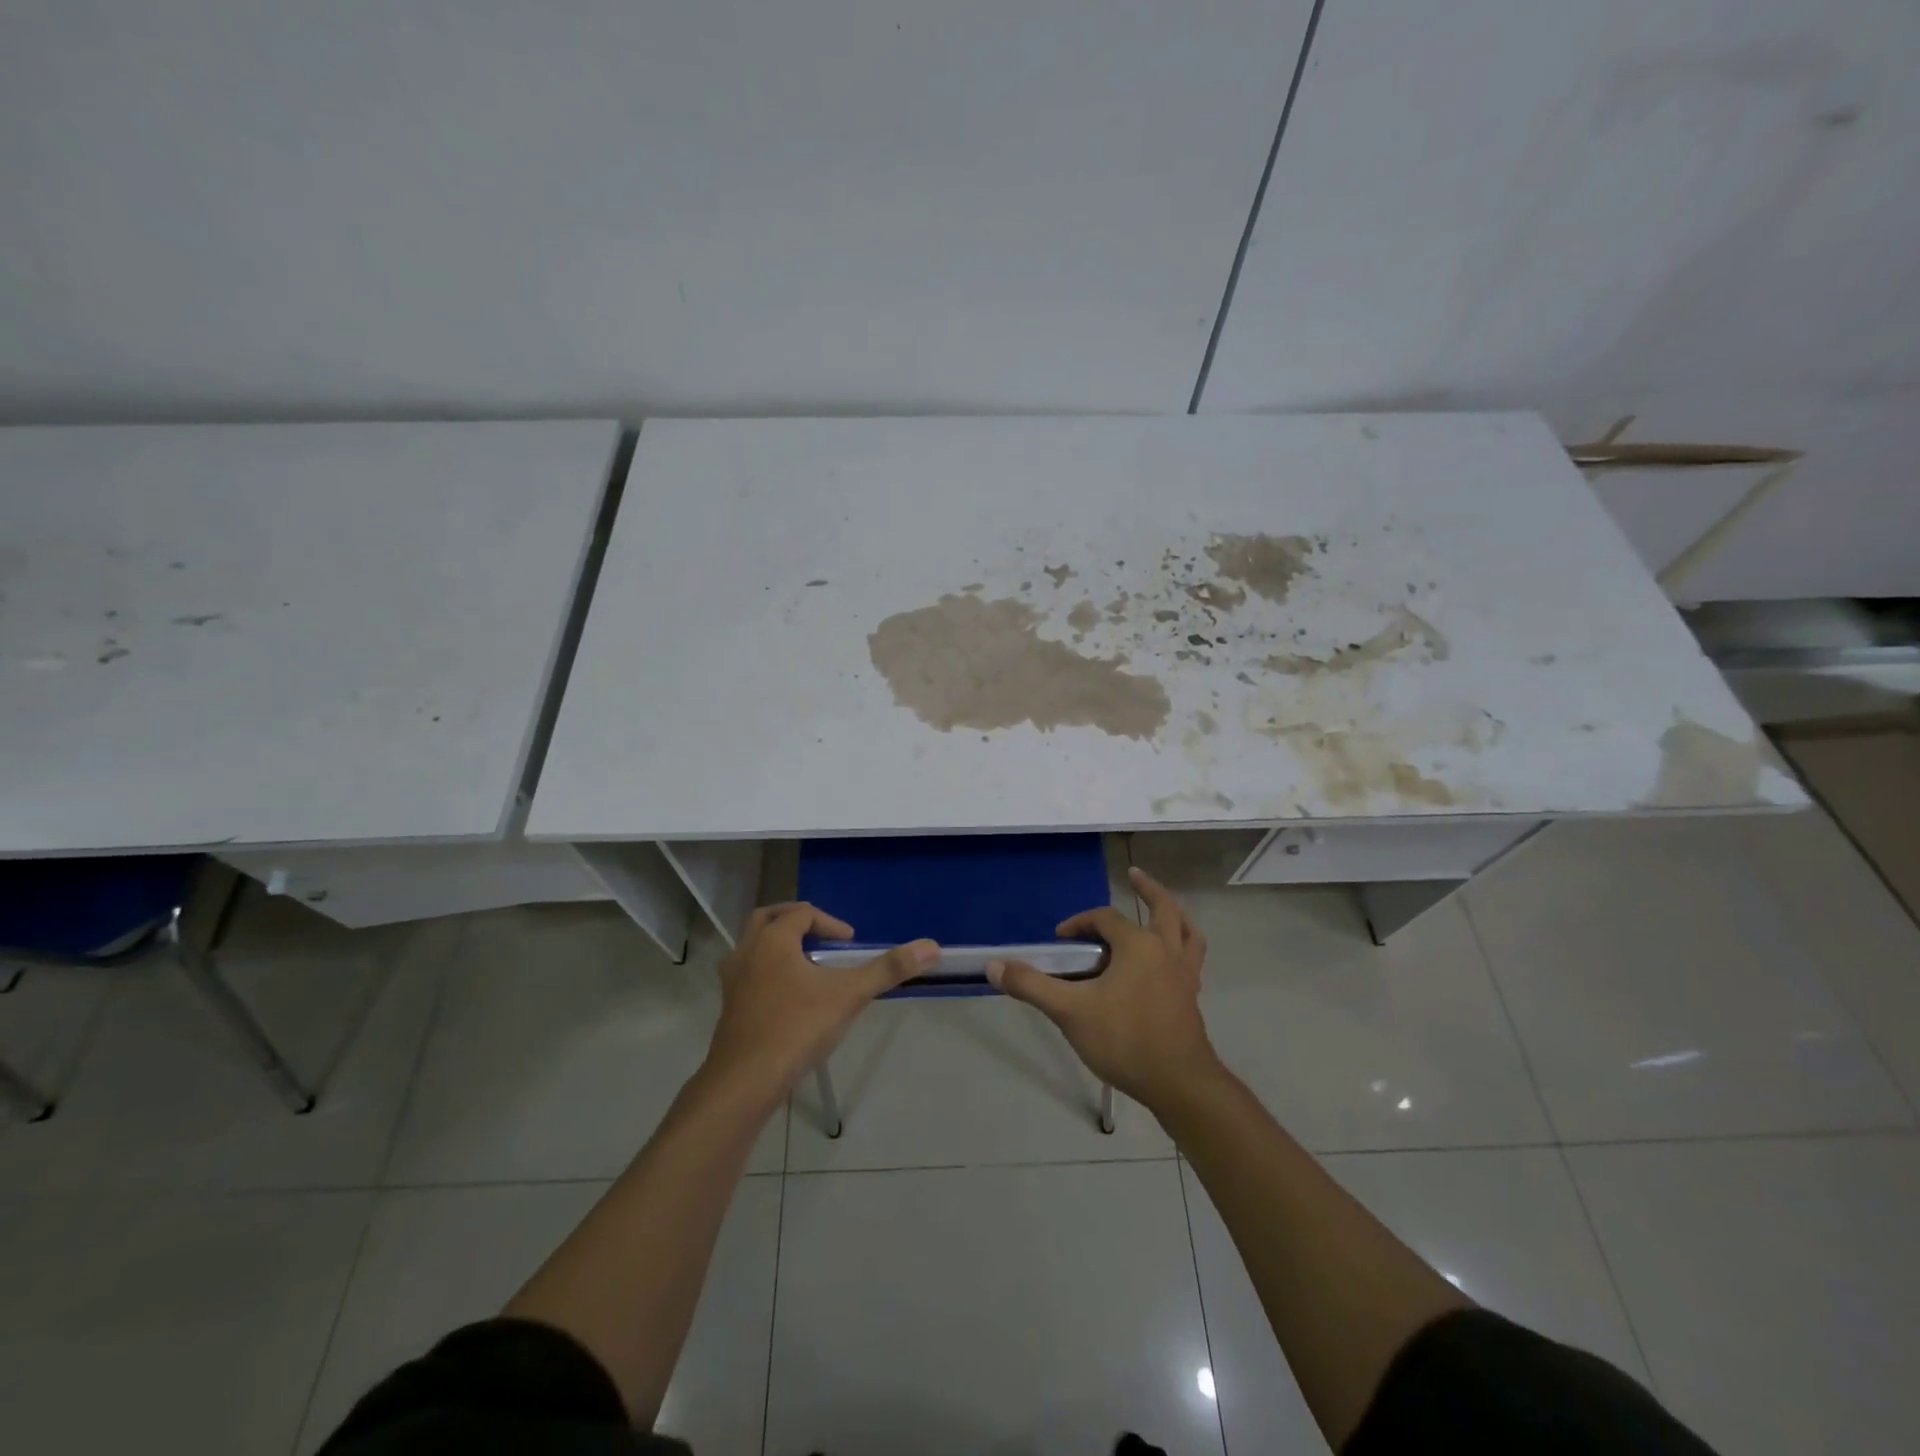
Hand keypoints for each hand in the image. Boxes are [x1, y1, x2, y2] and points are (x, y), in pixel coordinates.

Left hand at [704, 902, 936, 1102]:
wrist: (745, 1081)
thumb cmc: (796, 1028)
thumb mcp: (849, 995)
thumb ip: (888, 969)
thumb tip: (931, 946)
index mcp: (773, 940)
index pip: (803, 913)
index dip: (830, 923)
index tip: (850, 943)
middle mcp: (747, 952)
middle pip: (768, 919)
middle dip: (797, 921)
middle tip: (822, 936)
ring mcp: (733, 980)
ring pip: (753, 946)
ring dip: (778, 945)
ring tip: (806, 964)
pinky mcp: (729, 1007)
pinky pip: (748, 973)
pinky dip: (767, 970)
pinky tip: (788, 996)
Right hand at [988, 867, 1218, 1111]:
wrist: (1178, 1084)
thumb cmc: (1124, 1040)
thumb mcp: (1070, 1012)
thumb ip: (1032, 986)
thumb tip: (994, 966)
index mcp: (1139, 945)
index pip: (1105, 919)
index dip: (1080, 922)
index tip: (1060, 939)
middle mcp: (1167, 951)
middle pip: (1163, 909)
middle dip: (1148, 889)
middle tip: (1134, 874)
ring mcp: (1185, 974)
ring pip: (1188, 932)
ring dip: (1175, 916)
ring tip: (1163, 910)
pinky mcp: (1192, 997)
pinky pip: (1191, 960)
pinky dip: (1183, 948)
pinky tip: (1169, 960)